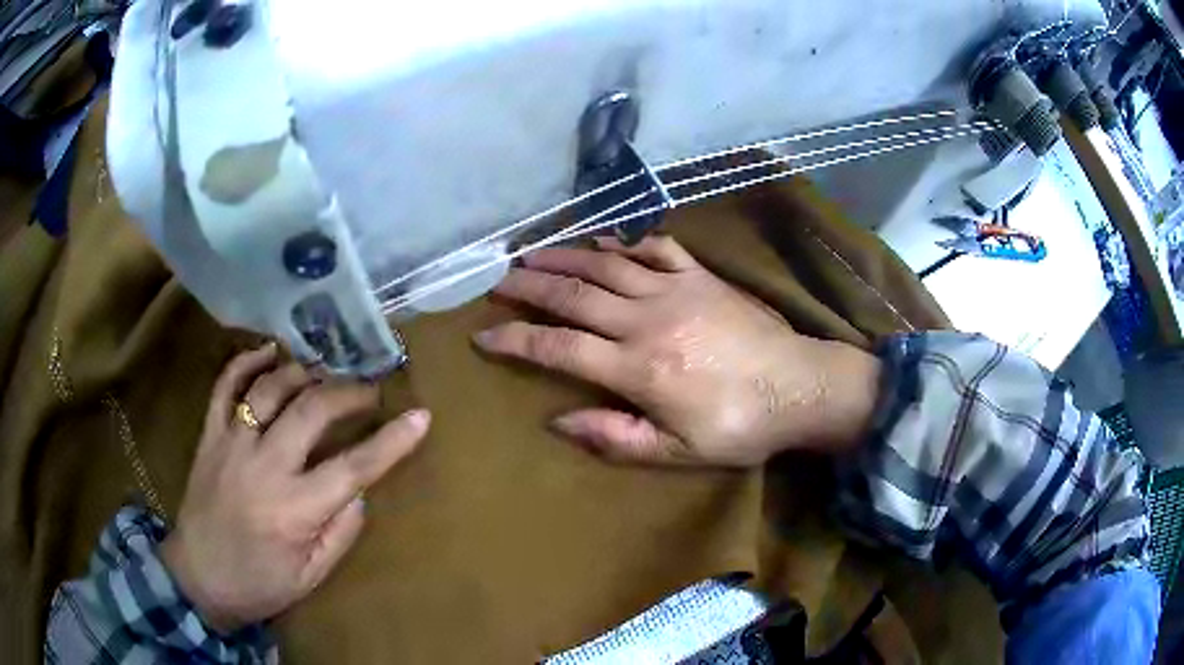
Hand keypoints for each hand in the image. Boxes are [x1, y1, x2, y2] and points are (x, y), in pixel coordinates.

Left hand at [160, 344, 429, 632]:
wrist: (197, 579)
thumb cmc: (259, 584)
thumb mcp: (310, 576)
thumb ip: (340, 533)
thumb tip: (358, 491)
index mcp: (294, 510)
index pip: (353, 467)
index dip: (392, 441)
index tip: (420, 416)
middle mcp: (264, 467)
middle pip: (312, 410)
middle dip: (349, 392)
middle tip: (370, 390)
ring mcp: (232, 444)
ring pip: (270, 388)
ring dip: (304, 372)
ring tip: (325, 373)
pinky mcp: (210, 436)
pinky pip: (225, 386)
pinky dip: (247, 362)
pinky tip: (269, 352)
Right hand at [475, 236, 880, 466]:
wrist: (801, 387)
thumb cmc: (740, 426)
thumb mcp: (677, 453)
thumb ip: (616, 437)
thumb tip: (558, 420)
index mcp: (638, 368)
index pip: (559, 349)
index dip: (516, 341)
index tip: (484, 335)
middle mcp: (646, 320)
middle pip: (573, 296)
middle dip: (528, 288)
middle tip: (496, 281)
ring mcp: (675, 290)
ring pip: (605, 264)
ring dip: (563, 257)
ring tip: (529, 254)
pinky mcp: (700, 276)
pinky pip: (653, 249)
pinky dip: (621, 242)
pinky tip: (600, 241)